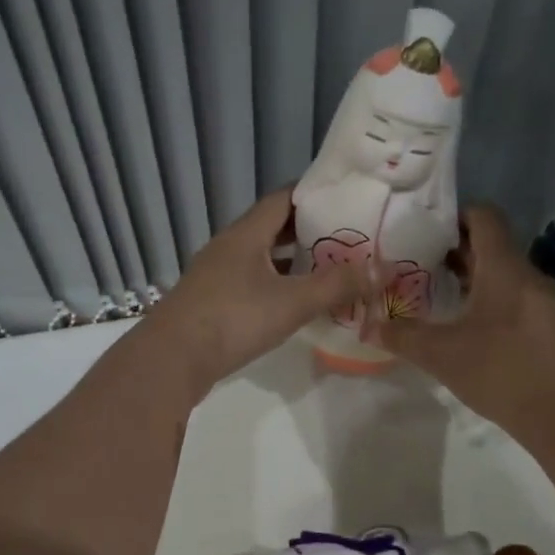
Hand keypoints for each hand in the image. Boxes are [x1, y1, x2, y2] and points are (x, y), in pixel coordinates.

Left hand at [132, 189, 369, 400]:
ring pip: (261, 259)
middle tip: (347, 236)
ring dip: (291, 262)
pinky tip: (293, 304)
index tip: (347, 196)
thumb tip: (382, 269)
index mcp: (245, 234)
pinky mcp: (211, 304)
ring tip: (328, 269)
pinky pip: (251, 284)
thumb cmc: (232, 320)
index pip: (283, 198)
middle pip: (272, 228)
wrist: (171, 360)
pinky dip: (276, 287)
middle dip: (308, 230)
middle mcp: (228, 248)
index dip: (314, 193)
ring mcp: (216, 277)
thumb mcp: (292, 302)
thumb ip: (337, 285)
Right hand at [371, 205, 554, 443]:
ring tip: (444, 299)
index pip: (484, 217)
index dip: (455, 216)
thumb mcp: (441, 355)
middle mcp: (530, 276)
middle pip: (494, 247)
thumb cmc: (501, 372)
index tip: (425, 232)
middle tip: (422, 266)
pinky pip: (520, 300)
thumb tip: (368, 326)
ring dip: (477, 279)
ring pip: (507, 276)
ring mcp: (548, 302)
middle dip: (458, 252)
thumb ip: (402, 337)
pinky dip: (495, 302)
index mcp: (504, 269)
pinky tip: (476, 332)